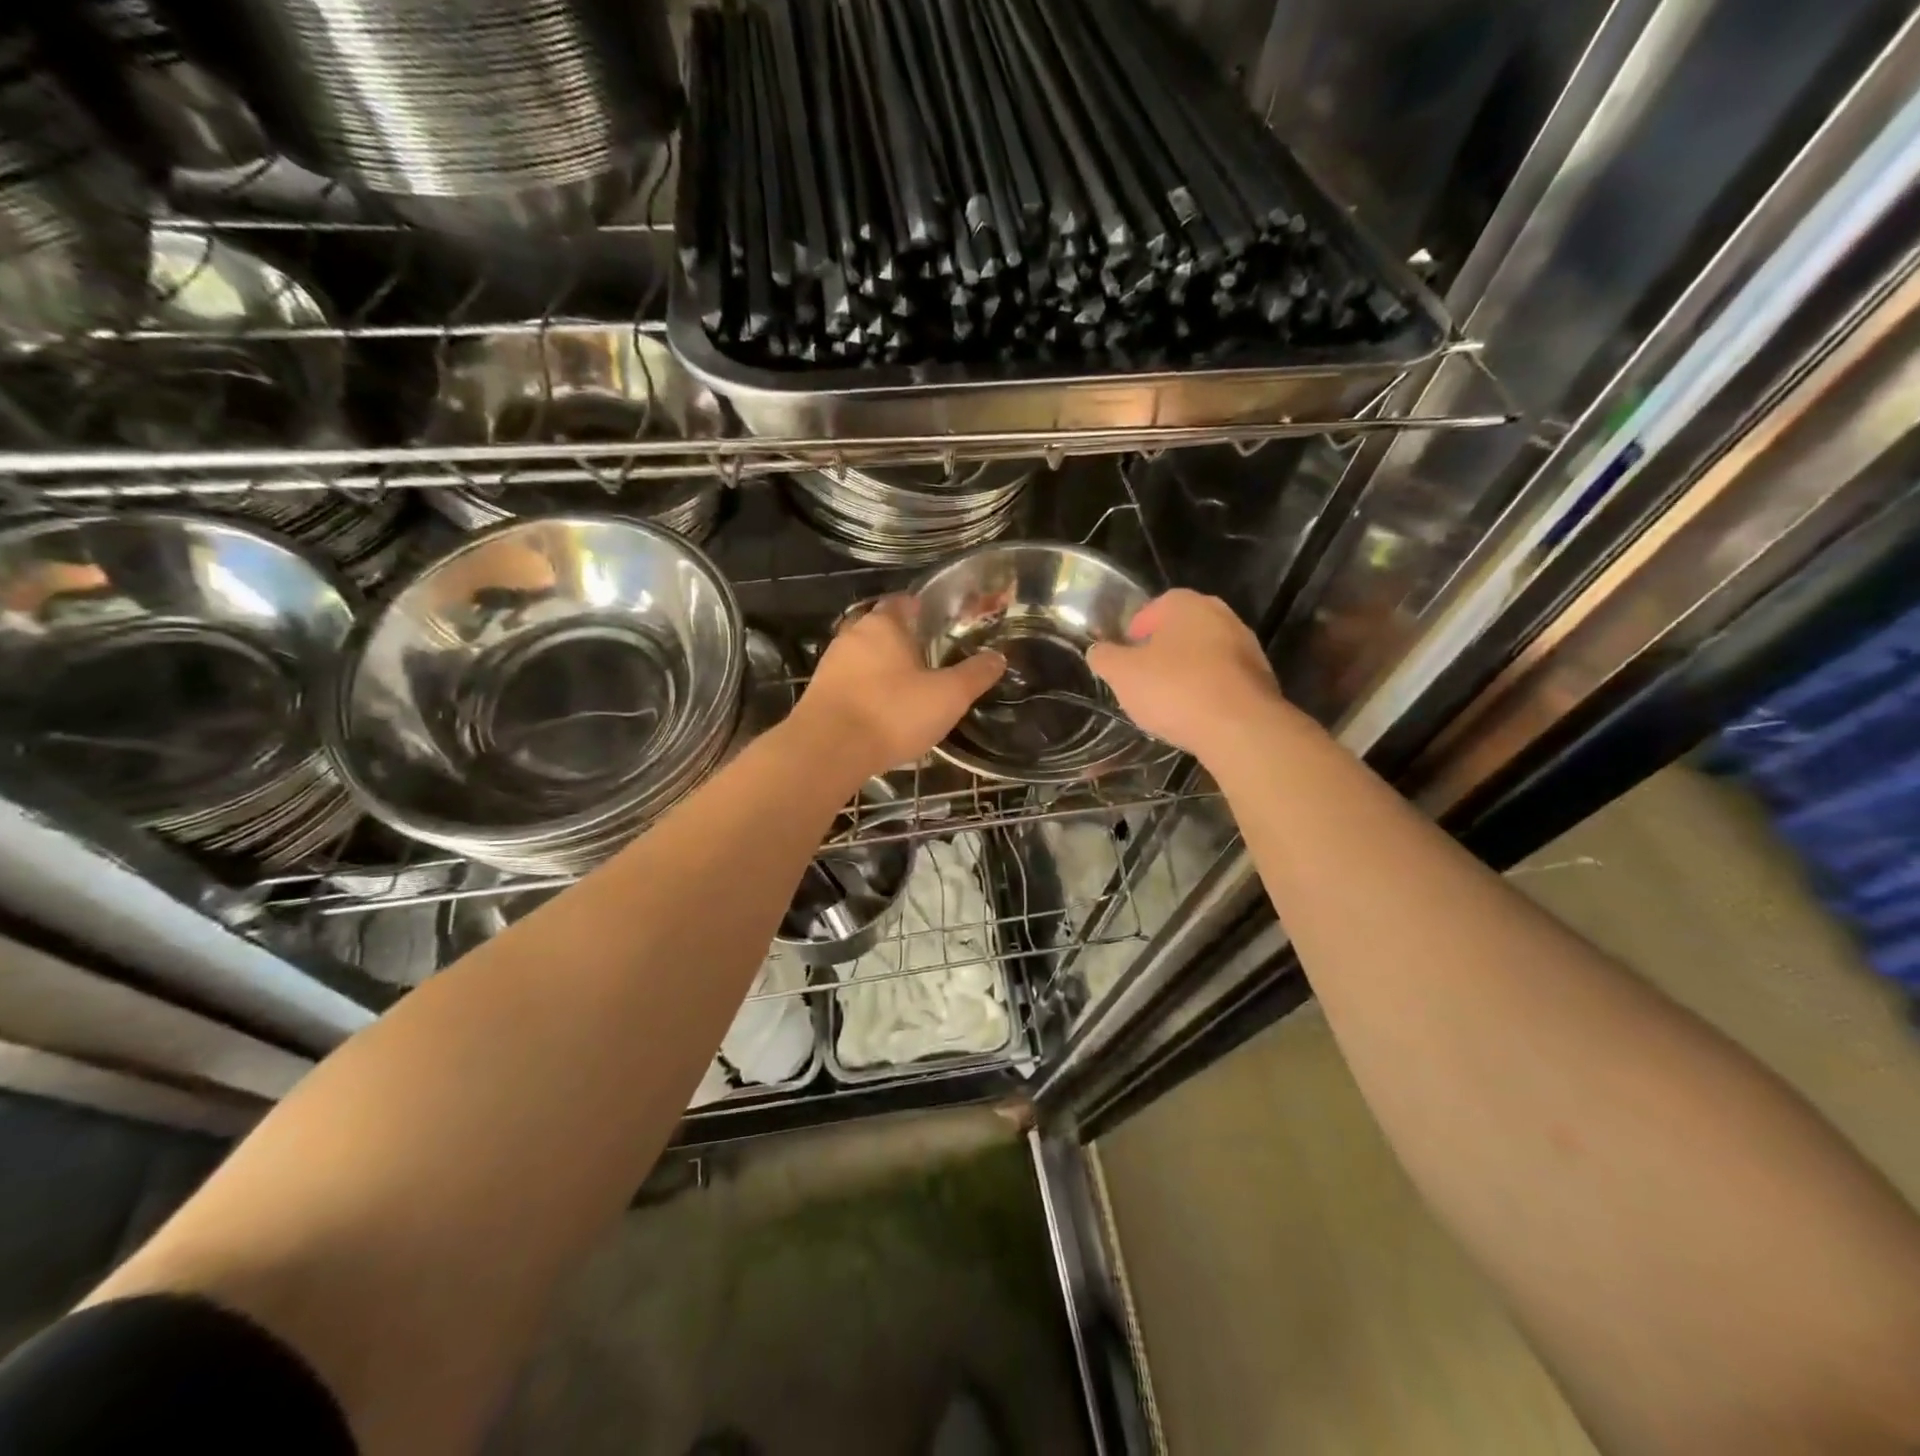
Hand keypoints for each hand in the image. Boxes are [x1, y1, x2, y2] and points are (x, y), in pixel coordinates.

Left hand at [792, 596, 1005, 777]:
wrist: (828, 750)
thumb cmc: (893, 713)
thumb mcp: (948, 696)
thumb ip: (975, 675)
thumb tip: (998, 657)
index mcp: (884, 624)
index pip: (902, 602)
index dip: (920, 608)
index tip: (938, 620)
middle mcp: (853, 635)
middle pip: (880, 627)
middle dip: (901, 639)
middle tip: (928, 655)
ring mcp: (831, 664)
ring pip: (862, 656)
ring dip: (882, 666)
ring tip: (907, 685)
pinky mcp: (818, 693)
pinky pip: (850, 682)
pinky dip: (866, 689)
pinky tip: (880, 710)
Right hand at [1088, 589, 1287, 762]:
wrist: (1239, 727)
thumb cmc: (1174, 689)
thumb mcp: (1122, 674)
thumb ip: (1105, 658)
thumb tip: (1098, 651)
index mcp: (1187, 604)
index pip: (1155, 607)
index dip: (1135, 630)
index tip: (1125, 655)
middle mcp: (1221, 615)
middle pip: (1182, 629)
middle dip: (1162, 650)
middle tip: (1143, 677)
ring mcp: (1246, 646)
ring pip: (1205, 654)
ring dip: (1187, 670)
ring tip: (1168, 700)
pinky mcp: (1261, 677)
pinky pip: (1223, 678)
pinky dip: (1208, 690)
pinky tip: (1195, 713)